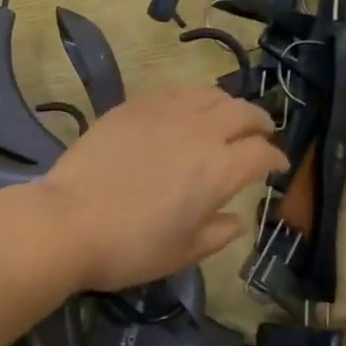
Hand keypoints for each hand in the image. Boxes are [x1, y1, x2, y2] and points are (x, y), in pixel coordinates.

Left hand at [36, 87, 284, 292]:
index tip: (277, 167)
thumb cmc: (130, 247)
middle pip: (243, 113)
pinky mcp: (134, 106)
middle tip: (262, 133)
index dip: (276, 160)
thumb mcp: (182, 253)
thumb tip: (237, 221)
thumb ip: (217, 234)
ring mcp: (165, 113)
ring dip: (228, 104)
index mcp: (219, 170)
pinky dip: (192, 99)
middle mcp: (200, 132)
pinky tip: (185, 112)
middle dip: (260, 122)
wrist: (68, 221)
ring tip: (227, 116)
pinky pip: (174, 92)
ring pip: (210, 94)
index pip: (262, 154)